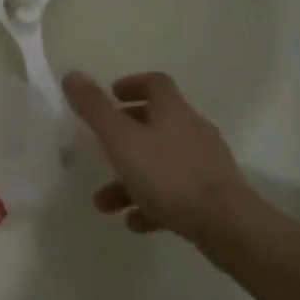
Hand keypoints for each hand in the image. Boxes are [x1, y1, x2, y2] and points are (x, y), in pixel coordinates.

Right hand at [63, 70, 268, 256]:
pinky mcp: (213, 196)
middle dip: (125, 135)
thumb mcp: (120, 139)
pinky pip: (175, 193)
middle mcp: (192, 130)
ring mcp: (205, 164)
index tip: (110, 96)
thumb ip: (94, 108)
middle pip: (156, 123)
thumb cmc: (168, 175)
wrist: (227, 225)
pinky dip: (152, 202)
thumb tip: (72, 74)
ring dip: (131, 177)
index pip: (155, 83)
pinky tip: (134, 222)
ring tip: (105, 202)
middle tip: (101, 146)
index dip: (132, 84)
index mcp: (173, 110)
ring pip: (161, 162)